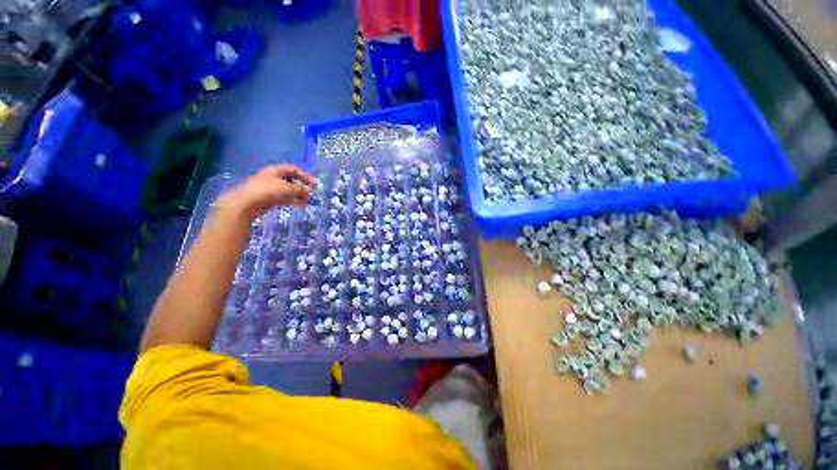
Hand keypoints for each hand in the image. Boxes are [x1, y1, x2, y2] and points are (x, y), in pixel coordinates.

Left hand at [217, 165, 317, 220]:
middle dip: (302, 186)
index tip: (315, 185)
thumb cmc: (268, 191)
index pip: (294, 170)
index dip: (306, 176)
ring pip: (288, 190)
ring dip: (298, 195)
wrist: (246, 204)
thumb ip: (301, 189)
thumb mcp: (288, 188)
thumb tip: (309, 191)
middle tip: (312, 194)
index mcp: (276, 170)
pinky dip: (292, 200)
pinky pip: (283, 197)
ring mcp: (269, 188)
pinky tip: (299, 204)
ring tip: (307, 201)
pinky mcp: (267, 198)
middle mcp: (272, 177)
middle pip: (291, 179)